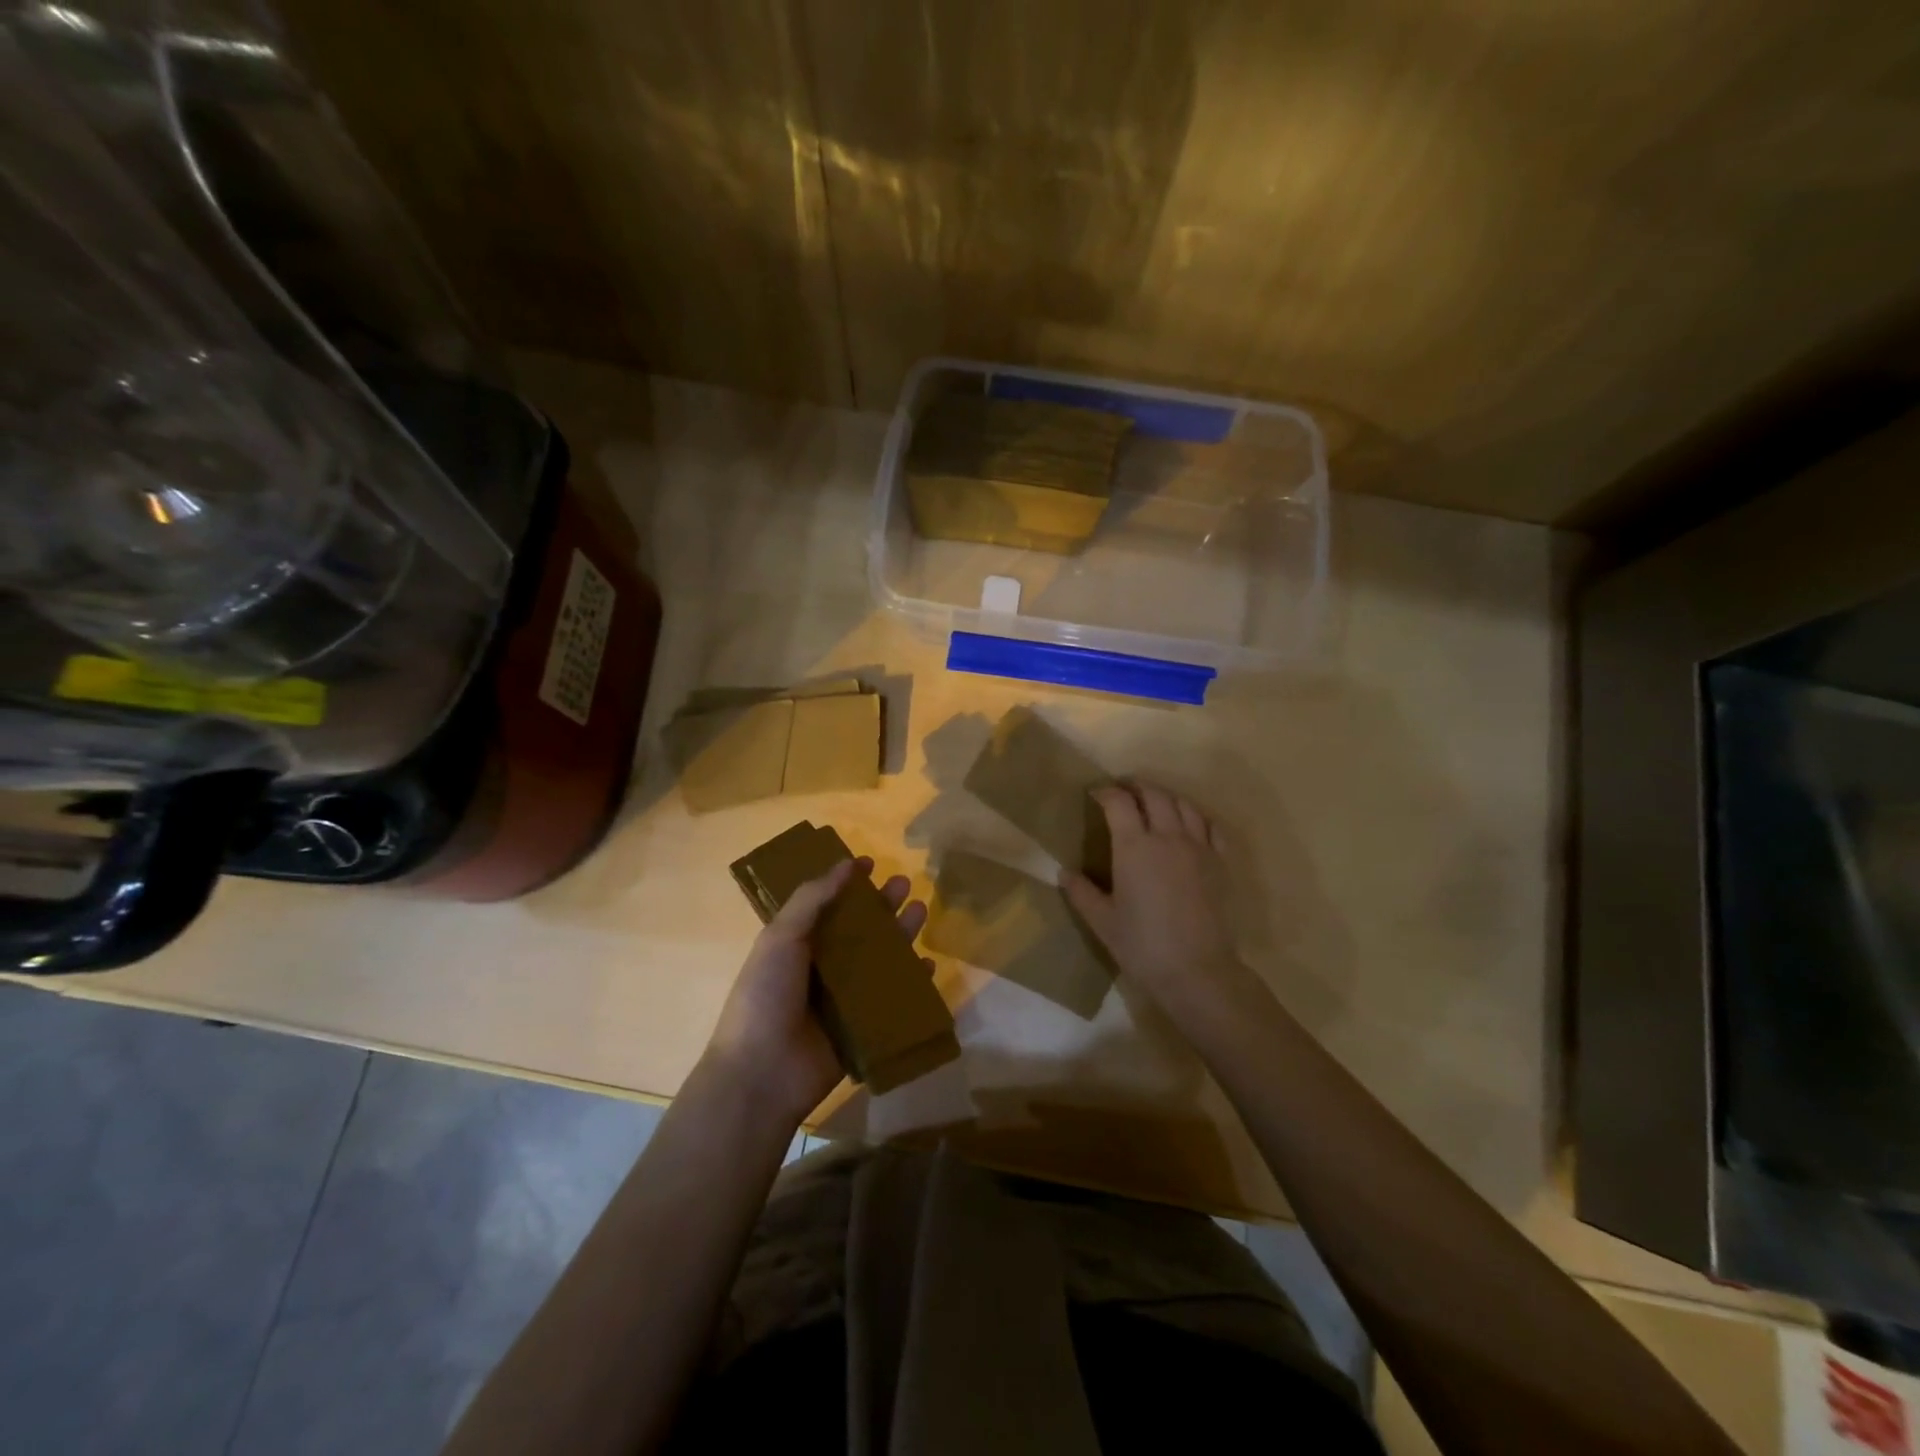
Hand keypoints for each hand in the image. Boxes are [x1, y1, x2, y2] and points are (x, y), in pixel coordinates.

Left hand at [705, 857, 928, 1126]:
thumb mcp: (780, 938)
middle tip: (905, 883)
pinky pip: (892, 1000)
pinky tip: (928, 966)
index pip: (826, 905)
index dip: (846, 884)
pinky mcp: (862, 1029)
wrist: (762, 1074)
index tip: (869, 863)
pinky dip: (911, 983)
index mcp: (796, 944)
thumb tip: (845, 864)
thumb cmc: (765, 996)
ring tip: (921, 911)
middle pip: (859, 929)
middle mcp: (821, 968)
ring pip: (879, 960)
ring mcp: (843, 1000)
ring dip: (900, 935)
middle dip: (882, 905)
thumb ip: (812, 899)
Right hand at [1064, 782, 1255, 1015]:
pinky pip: (1211, 826)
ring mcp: (1198, 847)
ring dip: (1166, 797)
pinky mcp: (1221, 863)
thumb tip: (1064, 873)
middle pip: (1154, 795)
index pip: (1119, 802)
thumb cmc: (1143, 946)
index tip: (1095, 794)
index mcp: (1134, 847)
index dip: (1106, 792)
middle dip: (1136, 787)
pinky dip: (1197, 817)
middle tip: (1123, 792)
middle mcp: (1167, 837)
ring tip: (1154, 803)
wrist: (1197, 970)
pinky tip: (1190, 825)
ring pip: (1184, 805)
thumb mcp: (1102, 921)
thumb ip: (1082, 893)